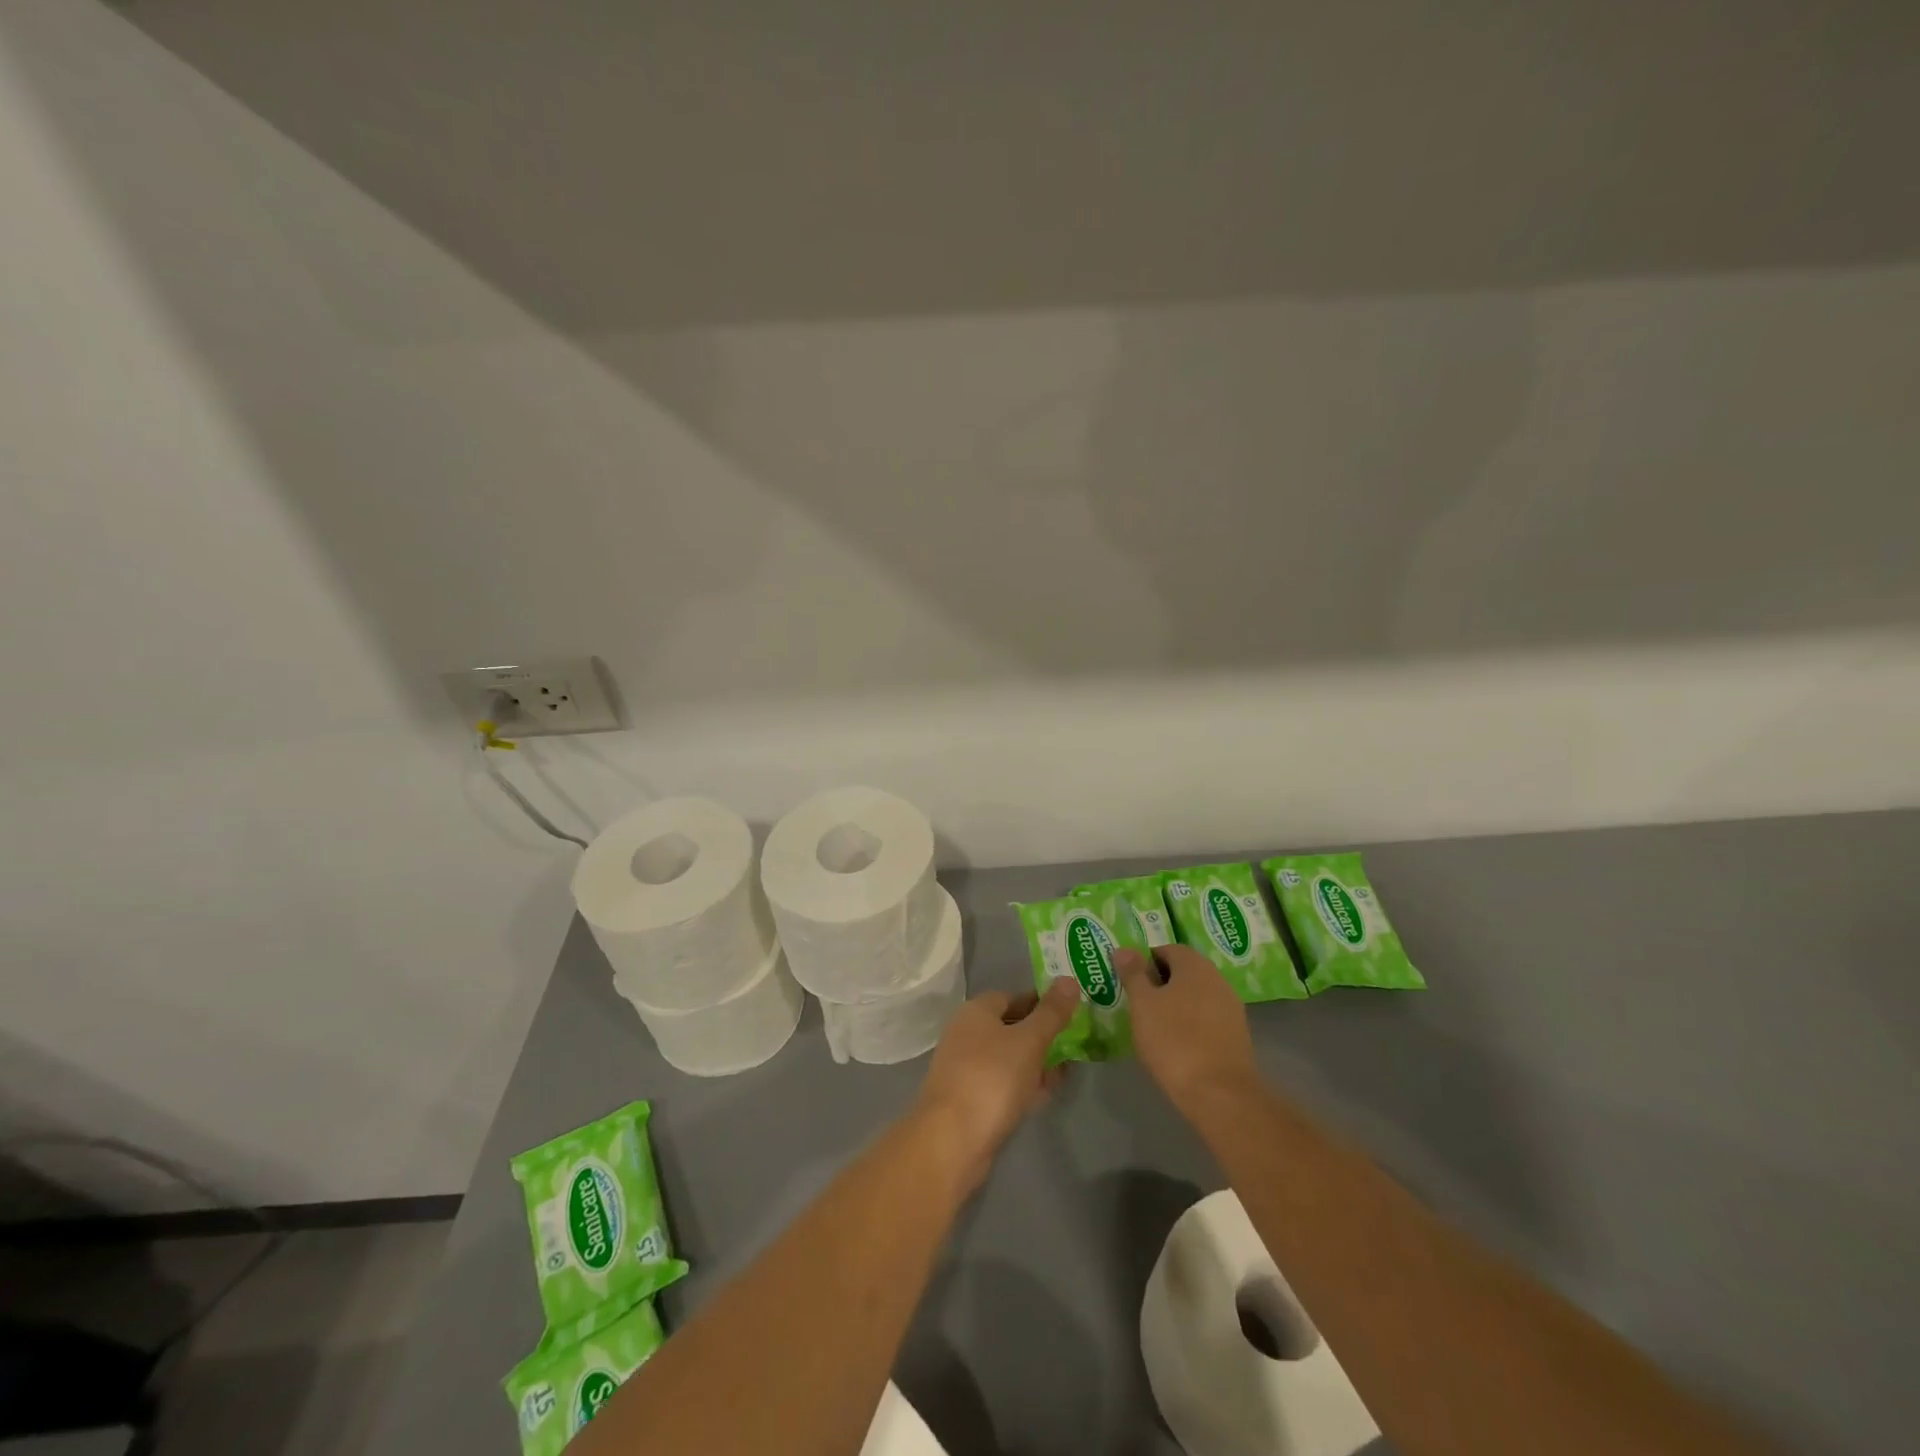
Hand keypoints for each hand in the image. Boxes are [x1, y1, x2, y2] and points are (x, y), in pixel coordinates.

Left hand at [912, 980, 1079, 1189]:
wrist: (952, 1140)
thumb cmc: (992, 1078)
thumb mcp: (1030, 1041)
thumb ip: (1052, 1012)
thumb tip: (1069, 979)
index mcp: (976, 1011)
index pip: (1012, 996)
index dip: (1040, 1003)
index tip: (1069, 1015)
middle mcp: (966, 1033)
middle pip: (1010, 1027)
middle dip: (1041, 1036)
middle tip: (1072, 1047)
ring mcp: (965, 1068)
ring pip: (1007, 1058)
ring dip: (1034, 1063)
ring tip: (1064, 1073)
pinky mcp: (968, 1099)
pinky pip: (1001, 1084)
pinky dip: (1022, 1086)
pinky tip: (1043, 1096)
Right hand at [1114, 945, 1259, 1113]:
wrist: (1219, 1093)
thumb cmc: (1173, 1040)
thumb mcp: (1142, 1004)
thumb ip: (1132, 973)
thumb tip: (1123, 948)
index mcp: (1194, 965)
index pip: (1167, 949)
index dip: (1145, 962)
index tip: (1129, 982)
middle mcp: (1217, 979)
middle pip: (1183, 972)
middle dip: (1160, 983)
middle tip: (1137, 1003)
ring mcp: (1231, 1008)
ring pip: (1196, 996)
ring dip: (1176, 1004)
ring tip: (1154, 1025)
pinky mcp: (1237, 1035)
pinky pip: (1207, 1018)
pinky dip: (1191, 1024)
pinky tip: (1177, 1044)